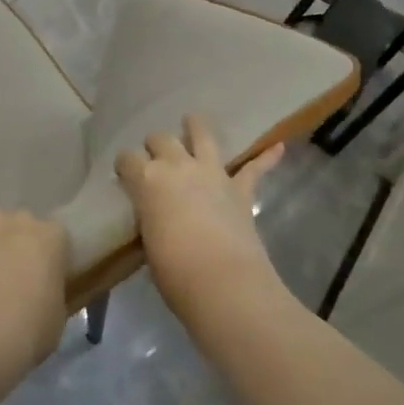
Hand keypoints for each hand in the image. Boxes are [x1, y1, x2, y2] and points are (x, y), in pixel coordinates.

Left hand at [0, 210, 70, 392]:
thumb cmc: (23, 333)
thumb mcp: (56, 321)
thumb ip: (53, 295)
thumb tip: (44, 294)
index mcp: (50, 237)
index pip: (60, 240)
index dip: (55, 262)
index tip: (50, 285)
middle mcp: (16, 222)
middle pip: (23, 229)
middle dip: (22, 250)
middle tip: (18, 285)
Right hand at [115, 115, 284, 315]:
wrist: (223, 283)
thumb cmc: (174, 272)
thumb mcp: (148, 242)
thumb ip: (151, 219)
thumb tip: (155, 216)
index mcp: (146, 181)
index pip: (127, 160)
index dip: (124, 165)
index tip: (124, 173)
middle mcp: (177, 167)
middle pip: (160, 139)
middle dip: (154, 145)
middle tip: (154, 157)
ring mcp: (212, 174)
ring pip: (203, 135)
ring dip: (196, 126)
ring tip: (192, 121)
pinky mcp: (240, 189)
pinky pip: (255, 168)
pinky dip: (267, 157)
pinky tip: (279, 146)